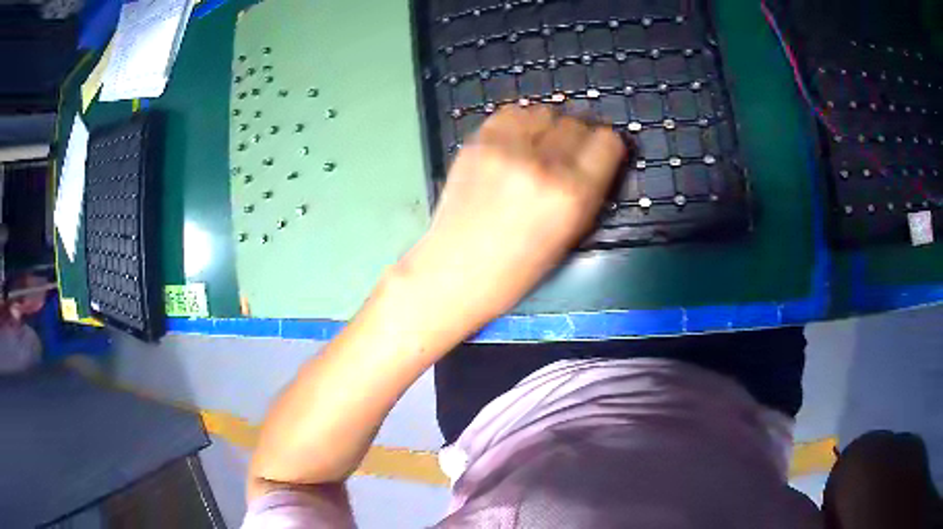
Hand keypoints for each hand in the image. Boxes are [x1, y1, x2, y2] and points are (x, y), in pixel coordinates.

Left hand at [401, 104, 626, 324]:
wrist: (456, 269)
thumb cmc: (519, 266)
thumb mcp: (570, 234)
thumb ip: (590, 190)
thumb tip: (598, 155)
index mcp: (573, 196)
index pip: (607, 142)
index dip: (606, 146)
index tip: (598, 152)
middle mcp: (543, 166)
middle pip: (576, 123)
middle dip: (577, 137)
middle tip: (565, 154)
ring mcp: (506, 150)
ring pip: (544, 112)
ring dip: (547, 127)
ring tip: (537, 147)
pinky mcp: (477, 143)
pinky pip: (510, 113)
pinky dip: (518, 123)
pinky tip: (514, 142)